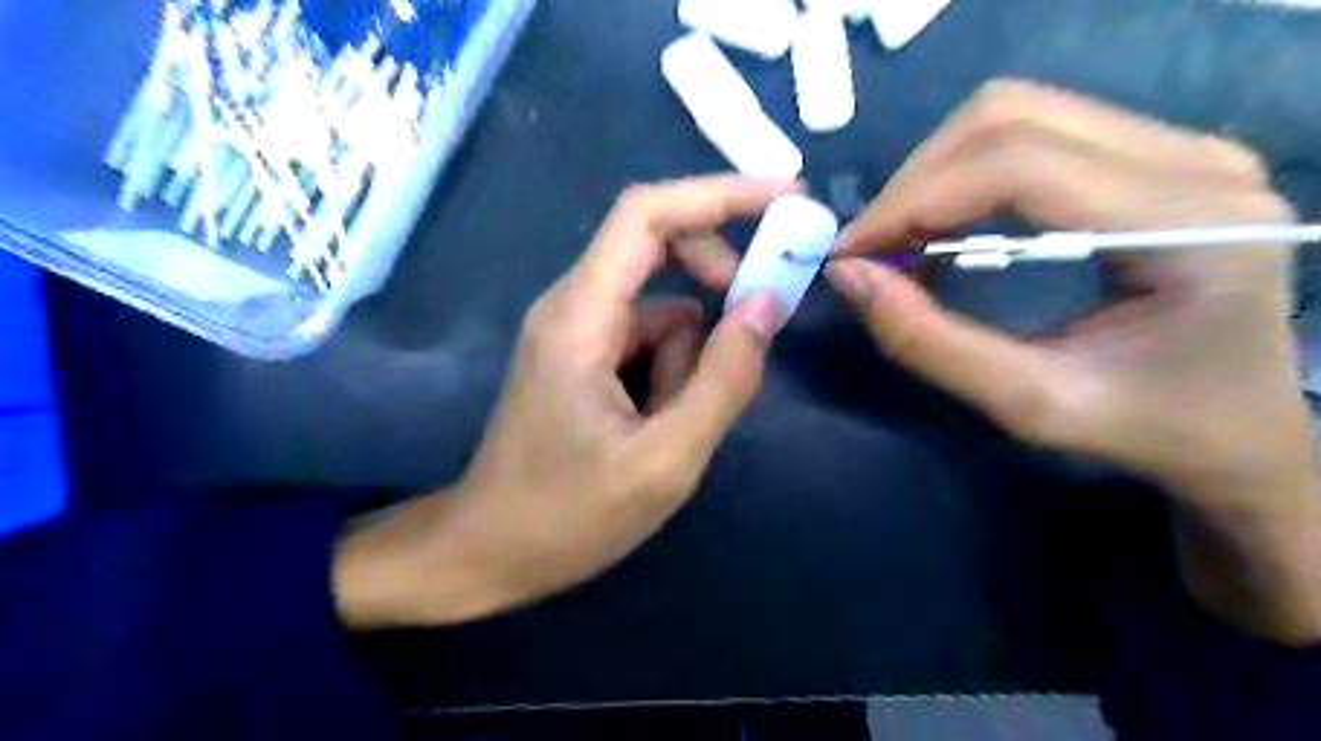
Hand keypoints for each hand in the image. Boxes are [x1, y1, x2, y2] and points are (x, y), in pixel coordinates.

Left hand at [337, 176, 787, 628]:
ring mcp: (576, 332)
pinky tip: (653, 430)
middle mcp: (573, 306)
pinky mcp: (583, 358)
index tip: (786, 199)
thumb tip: (766, 304)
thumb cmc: (567, 515)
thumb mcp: (664, 460)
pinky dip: (670, 376)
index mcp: (581, 315)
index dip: (719, 194)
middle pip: (658, 250)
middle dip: (714, 285)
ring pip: (662, 311)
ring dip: (688, 361)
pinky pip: (646, 341)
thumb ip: (723, 380)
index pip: (648, 214)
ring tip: (670, 430)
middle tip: (750, 336)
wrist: (489, 552)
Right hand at [829, 79, 1314, 642]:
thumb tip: (847, 276)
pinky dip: (962, 176)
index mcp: (1184, 224)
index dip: (913, 200)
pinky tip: (943, 228)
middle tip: (871, 250)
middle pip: (1008, 117)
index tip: (848, 253)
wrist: (1239, 428)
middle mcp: (1193, 159)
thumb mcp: (1028, 404)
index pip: (1017, 164)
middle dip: (915, 182)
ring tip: (901, 242)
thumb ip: (929, 342)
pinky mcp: (1151, 154)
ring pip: (1013, 113)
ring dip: (934, 174)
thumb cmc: (1147, 428)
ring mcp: (1178, 145)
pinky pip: (1031, 133)